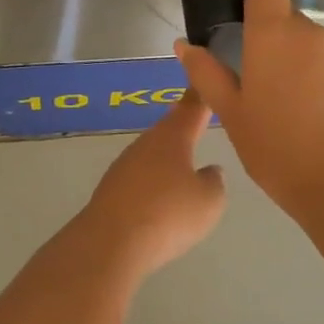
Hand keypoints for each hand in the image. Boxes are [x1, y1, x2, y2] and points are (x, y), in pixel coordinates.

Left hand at [75, 90, 225, 277]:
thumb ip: (214, 182)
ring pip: (152, 155)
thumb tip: (209, 171)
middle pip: (168, 130)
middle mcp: (145, 144)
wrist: (110, 243)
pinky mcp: (110, 191)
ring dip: (167, 158)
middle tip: (198, 121)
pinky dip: (152, 182)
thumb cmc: (168, 215)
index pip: (191, 107)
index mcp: (172, 137)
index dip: (202, 95)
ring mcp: (123, 167)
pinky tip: (160, 197)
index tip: (205, 80)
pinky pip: (139, 179)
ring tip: (183, 164)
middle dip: (183, 127)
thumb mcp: (209, 201)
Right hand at [177, 0, 323, 216]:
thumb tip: (185, 45)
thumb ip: (207, 74)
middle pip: (287, 19)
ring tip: (293, 113)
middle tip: (260, 89)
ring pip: (312, 47)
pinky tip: (322, 122)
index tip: (243, 14)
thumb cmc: (277, 151)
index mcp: (274, 35)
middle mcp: (313, 33)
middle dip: (272, 43)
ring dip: (299, 66)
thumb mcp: (232, 116)